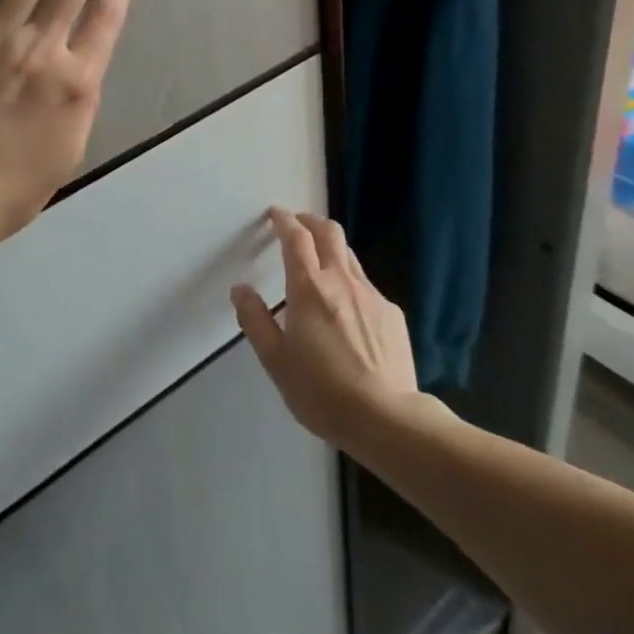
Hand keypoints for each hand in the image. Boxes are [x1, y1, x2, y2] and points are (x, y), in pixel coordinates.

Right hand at [233, 209, 419, 449]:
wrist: (386, 419)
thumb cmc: (321, 391)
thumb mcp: (276, 360)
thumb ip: (255, 320)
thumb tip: (241, 289)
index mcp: (309, 287)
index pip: (296, 237)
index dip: (284, 220)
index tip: (275, 214)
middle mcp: (341, 280)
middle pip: (328, 232)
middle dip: (310, 221)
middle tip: (297, 226)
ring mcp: (371, 295)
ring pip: (349, 255)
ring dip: (331, 248)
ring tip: (320, 262)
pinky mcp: (392, 313)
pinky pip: (366, 286)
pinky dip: (350, 282)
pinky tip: (347, 310)